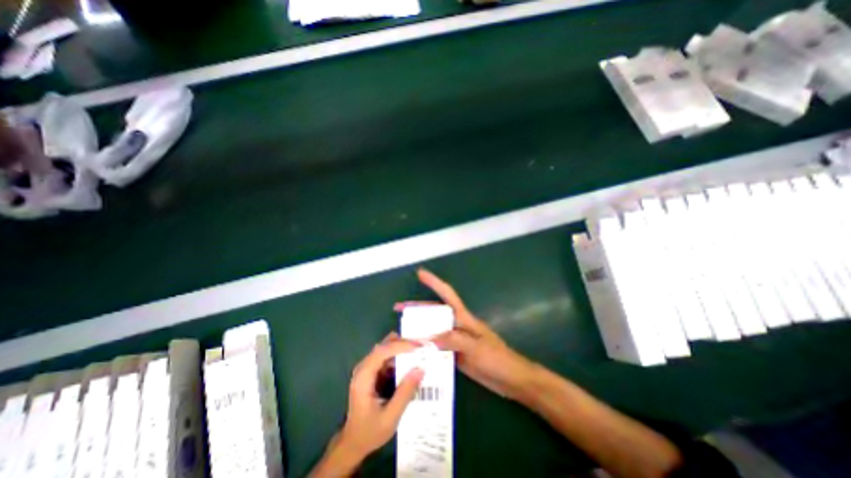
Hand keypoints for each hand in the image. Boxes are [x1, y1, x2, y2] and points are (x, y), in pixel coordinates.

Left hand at [311, 336, 422, 477]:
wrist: (353, 444)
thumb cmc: (369, 432)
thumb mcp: (390, 417)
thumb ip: (405, 393)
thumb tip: (420, 369)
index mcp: (364, 377)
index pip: (382, 352)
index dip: (400, 346)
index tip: (417, 347)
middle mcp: (363, 368)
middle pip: (383, 346)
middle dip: (402, 343)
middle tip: (421, 346)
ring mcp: (367, 369)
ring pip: (385, 350)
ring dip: (401, 348)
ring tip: (419, 351)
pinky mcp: (371, 373)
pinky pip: (386, 358)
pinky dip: (399, 356)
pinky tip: (410, 361)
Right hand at [394, 271, 536, 401]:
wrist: (511, 380)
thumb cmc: (498, 358)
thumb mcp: (477, 347)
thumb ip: (454, 340)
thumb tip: (429, 339)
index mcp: (464, 318)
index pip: (447, 294)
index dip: (434, 282)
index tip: (420, 273)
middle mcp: (457, 325)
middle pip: (434, 312)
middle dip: (417, 308)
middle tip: (398, 309)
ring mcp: (455, 340)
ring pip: (433, 330)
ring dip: (418, 329)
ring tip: (401, 332)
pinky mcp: (455, 354)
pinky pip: (436, 348)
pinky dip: (425, 348)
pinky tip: (414, 352)